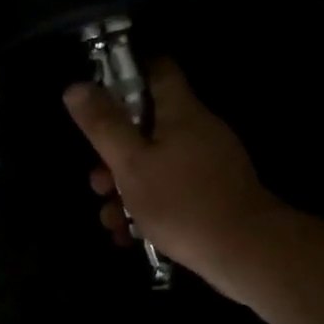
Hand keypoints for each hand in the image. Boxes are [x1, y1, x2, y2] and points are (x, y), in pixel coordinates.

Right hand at [63, 58, 288, 299]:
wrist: (247, 254)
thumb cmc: (182, 202)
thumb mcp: (131, 164)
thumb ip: (103, 125)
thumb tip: (75, 86)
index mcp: (181, 112)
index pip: (157, 69)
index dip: (126, 70)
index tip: (98, 88)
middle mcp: (198, 130)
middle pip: (146, 125)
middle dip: (114, 153)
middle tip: (97, 181)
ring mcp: (208, 164)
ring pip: (154, 163)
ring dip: (125, 188)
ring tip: (110, 219)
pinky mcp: (213, 194)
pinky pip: (171, 188)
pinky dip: (148, 205)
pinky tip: (129, 234)